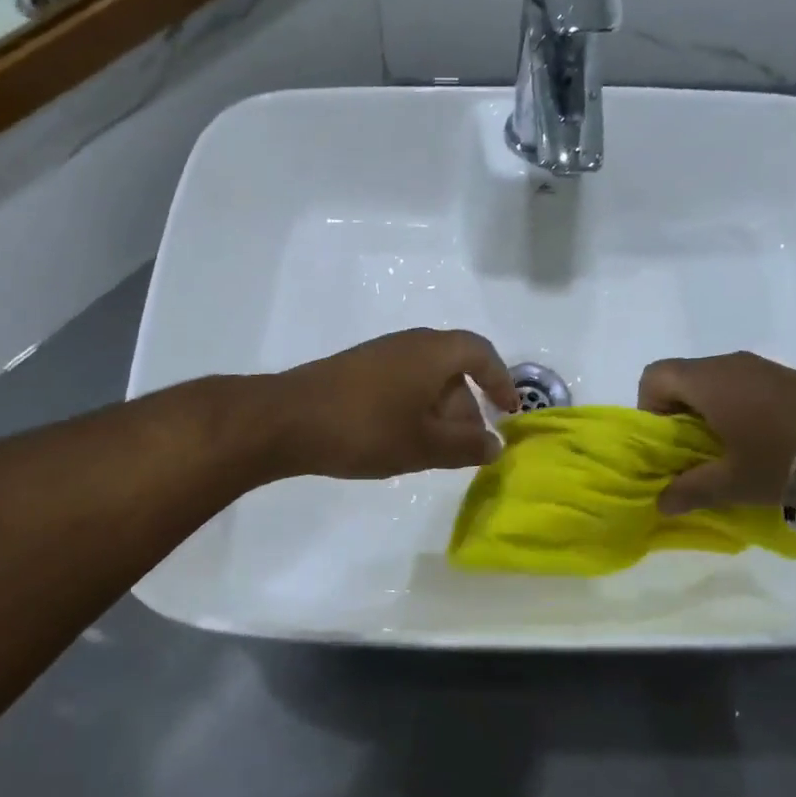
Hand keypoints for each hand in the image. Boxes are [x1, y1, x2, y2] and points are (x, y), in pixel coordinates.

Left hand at [269, 329, 518, 478]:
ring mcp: (380, 355)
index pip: (481, 354)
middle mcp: (409, 344)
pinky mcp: (357, 371)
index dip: (501, 381)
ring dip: (440, 412)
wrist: (286, 421)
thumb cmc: (365, 429)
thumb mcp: (424, 446)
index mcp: (433, 352)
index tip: (509, 411)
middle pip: (453, 368)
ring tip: (436, 452)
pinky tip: (402, 442)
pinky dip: (414, 409)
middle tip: (469, 447)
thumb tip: (496, 445)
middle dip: (467, 408)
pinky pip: (402, 384)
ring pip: (426, 379)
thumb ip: (466, 447)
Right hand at [637, 352, 795, 513]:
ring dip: (709, 414)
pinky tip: (759, 445)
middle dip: (678, 416)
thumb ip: (689, 490)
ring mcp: (762, 367)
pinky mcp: (787, 377)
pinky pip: (743, 386)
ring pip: (714, 383)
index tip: (668, 443)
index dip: (649, 408)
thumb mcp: (732, 483)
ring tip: (728, 454)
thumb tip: (661, 503)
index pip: (654, 377)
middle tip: (694, 455)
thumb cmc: (784, 460)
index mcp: (707, 381)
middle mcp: (729, 364)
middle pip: (683, 379)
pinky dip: (736, 410)